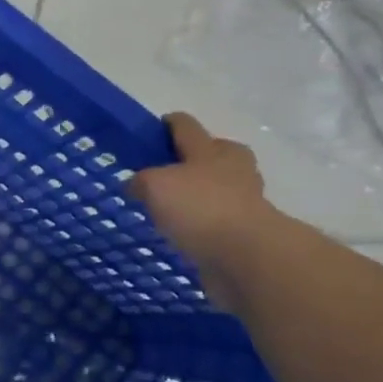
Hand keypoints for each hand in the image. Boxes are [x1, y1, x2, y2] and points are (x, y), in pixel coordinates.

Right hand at [129, 112, 274, 310]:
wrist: (245, 256)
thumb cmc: (200, 207)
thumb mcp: (154, 185)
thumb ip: (141, 181)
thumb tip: (137, 186)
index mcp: (212, 149)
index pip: (185, 126)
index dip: (166, 125)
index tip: (149, 133)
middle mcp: (233, 169)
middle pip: (211, 154)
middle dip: (191, 160)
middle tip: (162, 173)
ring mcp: (243, 200)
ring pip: (215, 188)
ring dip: (197, 194)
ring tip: (167, 207)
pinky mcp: (244, 230)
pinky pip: (216, 219)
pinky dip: (202, 223)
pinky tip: (181, 232)